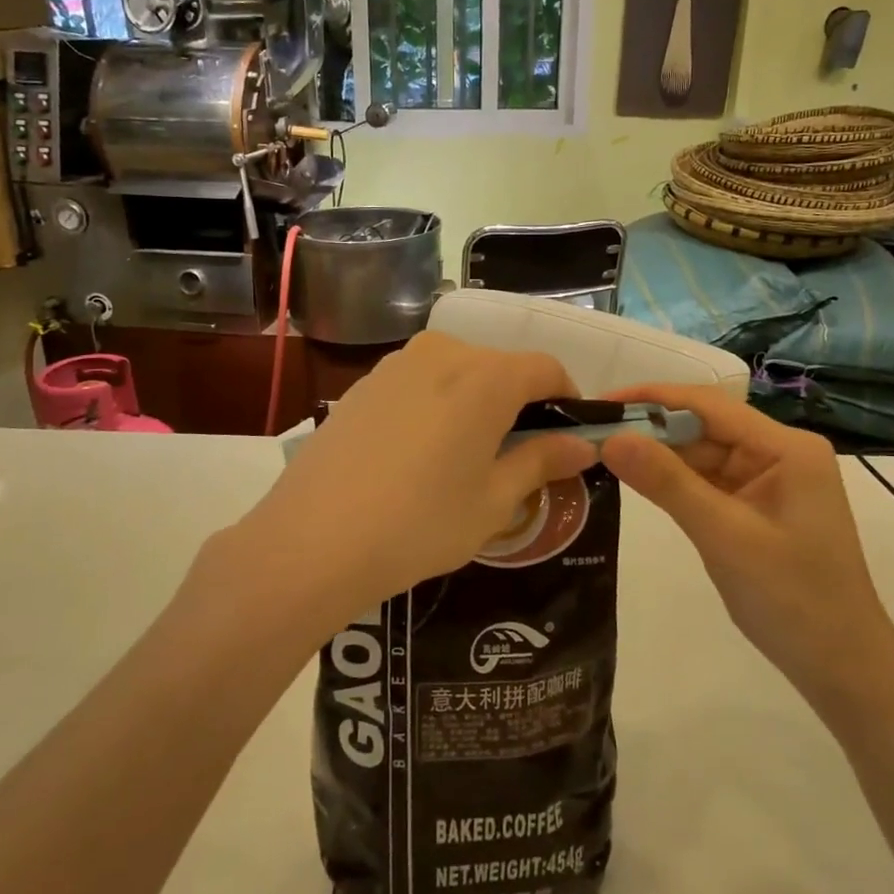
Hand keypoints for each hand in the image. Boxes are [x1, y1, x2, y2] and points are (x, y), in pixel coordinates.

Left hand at [237, 333, 597, 624]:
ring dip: (476, 405)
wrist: (312, 541)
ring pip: (458, 374)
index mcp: (486, 376)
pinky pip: (419, 384)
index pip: (547, 369)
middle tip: (519, 458)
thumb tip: (582, 444)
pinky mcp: (363, 385)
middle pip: (501, 368)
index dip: (567, 399)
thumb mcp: (494, 501)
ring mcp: (396, 365)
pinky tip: (419, 457)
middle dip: (520, 405)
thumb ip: (542, 462)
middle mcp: (443, 353)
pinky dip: (437, 407)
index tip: (568, 437)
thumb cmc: (420, 523)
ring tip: (466, 460)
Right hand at [599, 383, 893, 685]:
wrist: (842, 669)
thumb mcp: (723, 536)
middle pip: (705, 427)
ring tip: (602, 451)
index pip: (709, 405)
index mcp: (786, 448)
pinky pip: (710, 482)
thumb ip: (666, 483)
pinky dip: (675, 482)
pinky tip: (638, 478)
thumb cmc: (792, 600)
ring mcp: (770, 481)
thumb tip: (611, 437)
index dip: (652, 398)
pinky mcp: (758, 507)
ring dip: (659, 455)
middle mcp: (780, 453)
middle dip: (651, 428)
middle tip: (590, 432)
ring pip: (704, 455)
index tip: (600, 403)